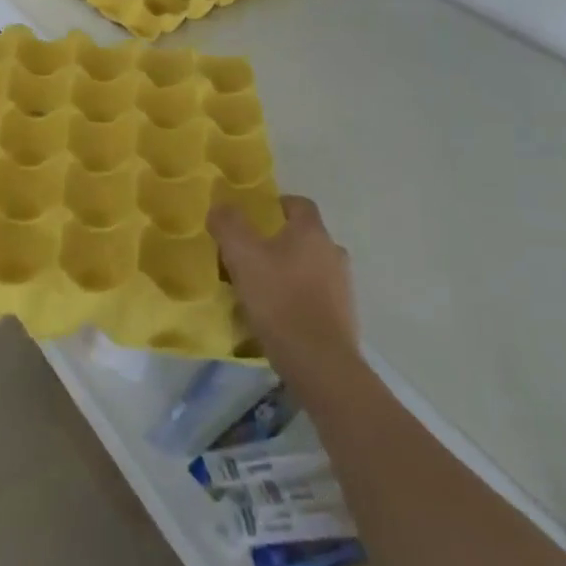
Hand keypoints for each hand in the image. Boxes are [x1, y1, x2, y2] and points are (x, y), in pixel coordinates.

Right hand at [209, 195, 357, 368]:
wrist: (319, 362)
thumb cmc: (279, 300)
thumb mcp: (242, 256)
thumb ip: (229, 224)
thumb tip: (221, 206)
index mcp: (311, 232)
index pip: (298, 203)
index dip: (276, 205)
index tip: (254, 218)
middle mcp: (333, 252)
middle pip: (304, 236)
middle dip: (278, 241)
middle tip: (249, 255)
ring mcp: (343, 285)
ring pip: (310, 267)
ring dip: (288, 271)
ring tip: (260, 288)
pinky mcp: (344, 316)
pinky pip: (316, 295)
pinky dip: (298, 297)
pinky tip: (277, 315)